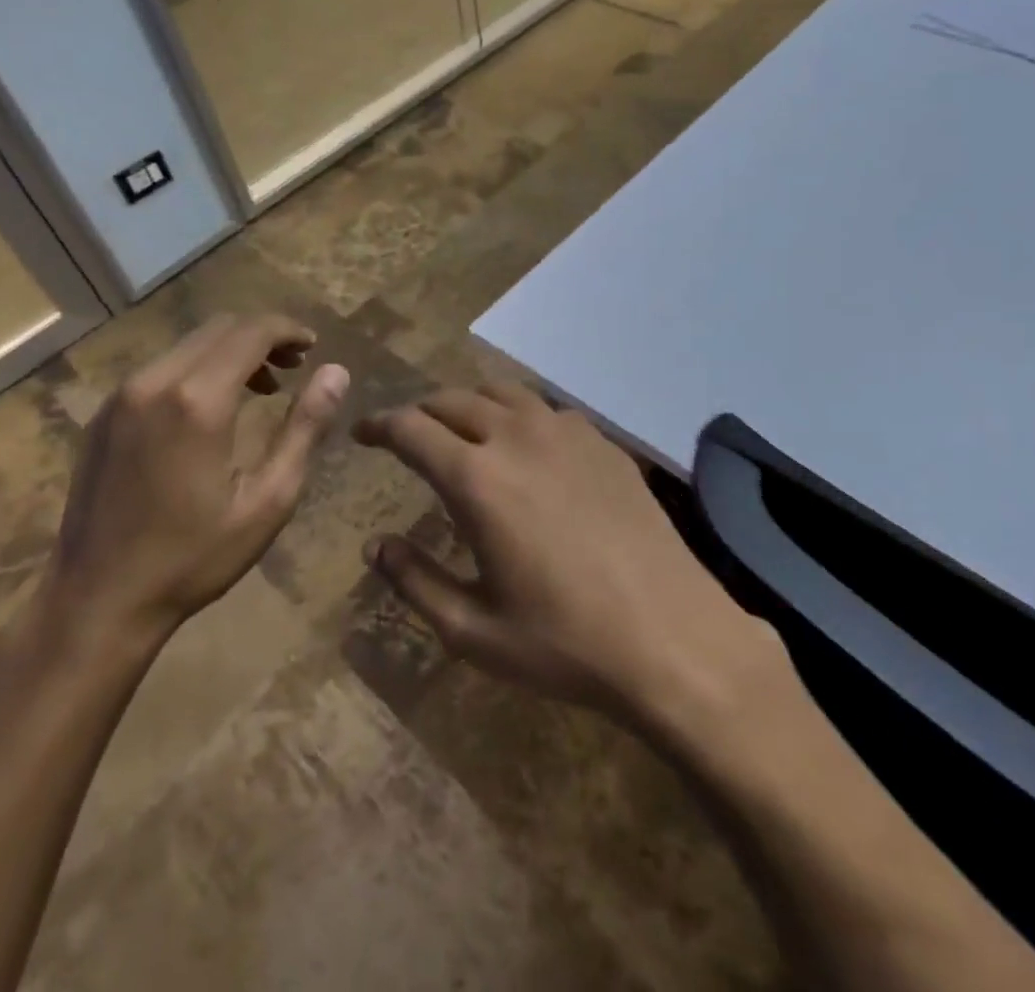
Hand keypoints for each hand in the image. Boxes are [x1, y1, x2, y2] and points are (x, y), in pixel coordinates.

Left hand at [39, 313, 348, 653]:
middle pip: (218, 328)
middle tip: (293, 367)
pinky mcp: (104, 415)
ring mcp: (121, 397)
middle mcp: (154, 382)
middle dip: (262, 336)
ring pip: (188, 345)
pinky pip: (160, 368)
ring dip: (230, 352)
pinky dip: (197, 368)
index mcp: (197, 400)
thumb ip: (305, 428)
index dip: (287, 330)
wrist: (97, 600)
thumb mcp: (268, 500)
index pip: (250, 332)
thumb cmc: (193, 557)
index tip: (312, 347)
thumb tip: (336, 372)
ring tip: (261, 388)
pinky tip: (211, 408)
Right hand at [355, 382, 781, 729]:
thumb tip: (375, 547)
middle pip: (453, 400)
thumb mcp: (473, 630)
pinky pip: (546, 410)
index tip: (363, 433)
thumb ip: (415, 582)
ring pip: (502, 393)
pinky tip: (526, 448)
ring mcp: (566, 432)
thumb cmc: (564, 642)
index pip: (411, 429)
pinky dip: (519, 416)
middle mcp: (518, 437)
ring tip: (461, 430)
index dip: (379, 425)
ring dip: (470, 404)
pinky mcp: (603, 441)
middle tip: (408, 435)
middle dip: (421, 412)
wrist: (671, 636)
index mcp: (477, 478)